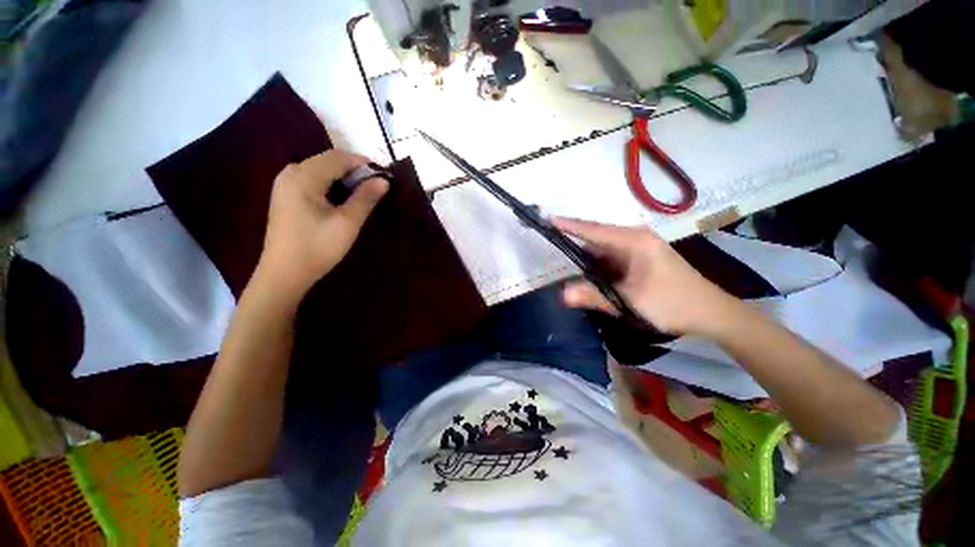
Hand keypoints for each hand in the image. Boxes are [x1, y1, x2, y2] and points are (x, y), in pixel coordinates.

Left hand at [254, 150, 388, 302]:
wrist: (285, 273)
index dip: (363, 162)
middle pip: (327, 160)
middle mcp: (291, 173)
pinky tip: (342, 197)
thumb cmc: (318, 248)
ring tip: (363, 191)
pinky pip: (312, 179)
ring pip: (320, 169)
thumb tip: (384, 181)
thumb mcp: (347, 223)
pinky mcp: (285, 195)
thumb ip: (365, 199)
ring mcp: (285, 184)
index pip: (337, 157)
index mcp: (303, 178)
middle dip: (354, 169)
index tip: (384, 174)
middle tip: (376, 185)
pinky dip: (331, 183)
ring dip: (343, 176)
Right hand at [554, 217, 740, 335]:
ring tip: (565, 260)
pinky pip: (613, 257)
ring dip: (587, 257)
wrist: (711, 313)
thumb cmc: (672, 303)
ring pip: (604, 249)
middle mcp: (636, 238)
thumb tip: (561, 294)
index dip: (570, 225)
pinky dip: (599, 264)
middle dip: (574, 241)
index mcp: (634, 242)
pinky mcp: (641, 258)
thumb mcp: (629, 301)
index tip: (548, 219)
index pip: (594, 230)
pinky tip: (589, 273)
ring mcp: (640, 248)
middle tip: (551, 242)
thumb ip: (593, 295)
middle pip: (597, 237)